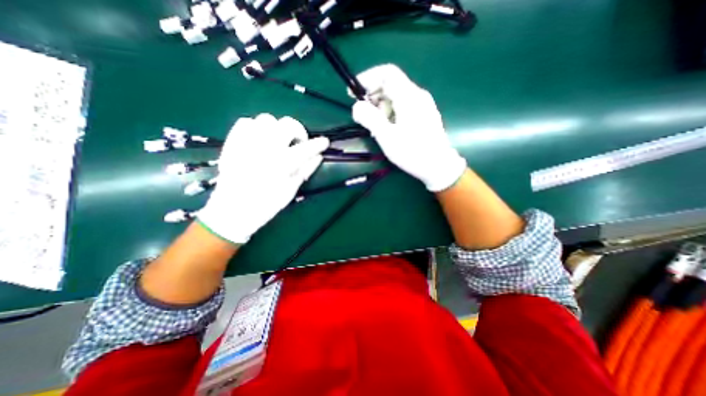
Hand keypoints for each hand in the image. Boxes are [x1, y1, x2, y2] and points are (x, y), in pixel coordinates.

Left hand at [197, 112, 329, 244]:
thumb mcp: (291, 190)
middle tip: (299, 143)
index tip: (325, 142)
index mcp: (282, 163)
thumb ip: (305, 170)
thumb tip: (318, 157)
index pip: (306, 148)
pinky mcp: (233, 142)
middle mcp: (265, 148)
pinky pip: (246, 122)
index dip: (318, 144)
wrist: (232, 210)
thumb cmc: (266, 204)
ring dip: (277, 129)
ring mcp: (247, 143)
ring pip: (266, 120)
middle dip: (298, 131)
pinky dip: (256, 127)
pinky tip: (260, 139)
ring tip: (278, 141)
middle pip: (287, 125)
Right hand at [351, 63, 464, 190]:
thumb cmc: (413, 152)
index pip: (386, 73)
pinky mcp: (423, 114)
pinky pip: (403, 106)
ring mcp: (422, 105)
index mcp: (409, 96)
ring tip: (374, 126)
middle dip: (373, 95)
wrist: (439, 166)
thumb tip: (356, 106)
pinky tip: (386, 128)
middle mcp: (417, 95)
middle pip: (391, 84)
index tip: (354, 93)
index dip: (368, 78)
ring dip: (380, 106)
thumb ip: (370, 119)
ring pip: (396, 96)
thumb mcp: (387, 137)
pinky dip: (390, 112)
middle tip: (363, 114)